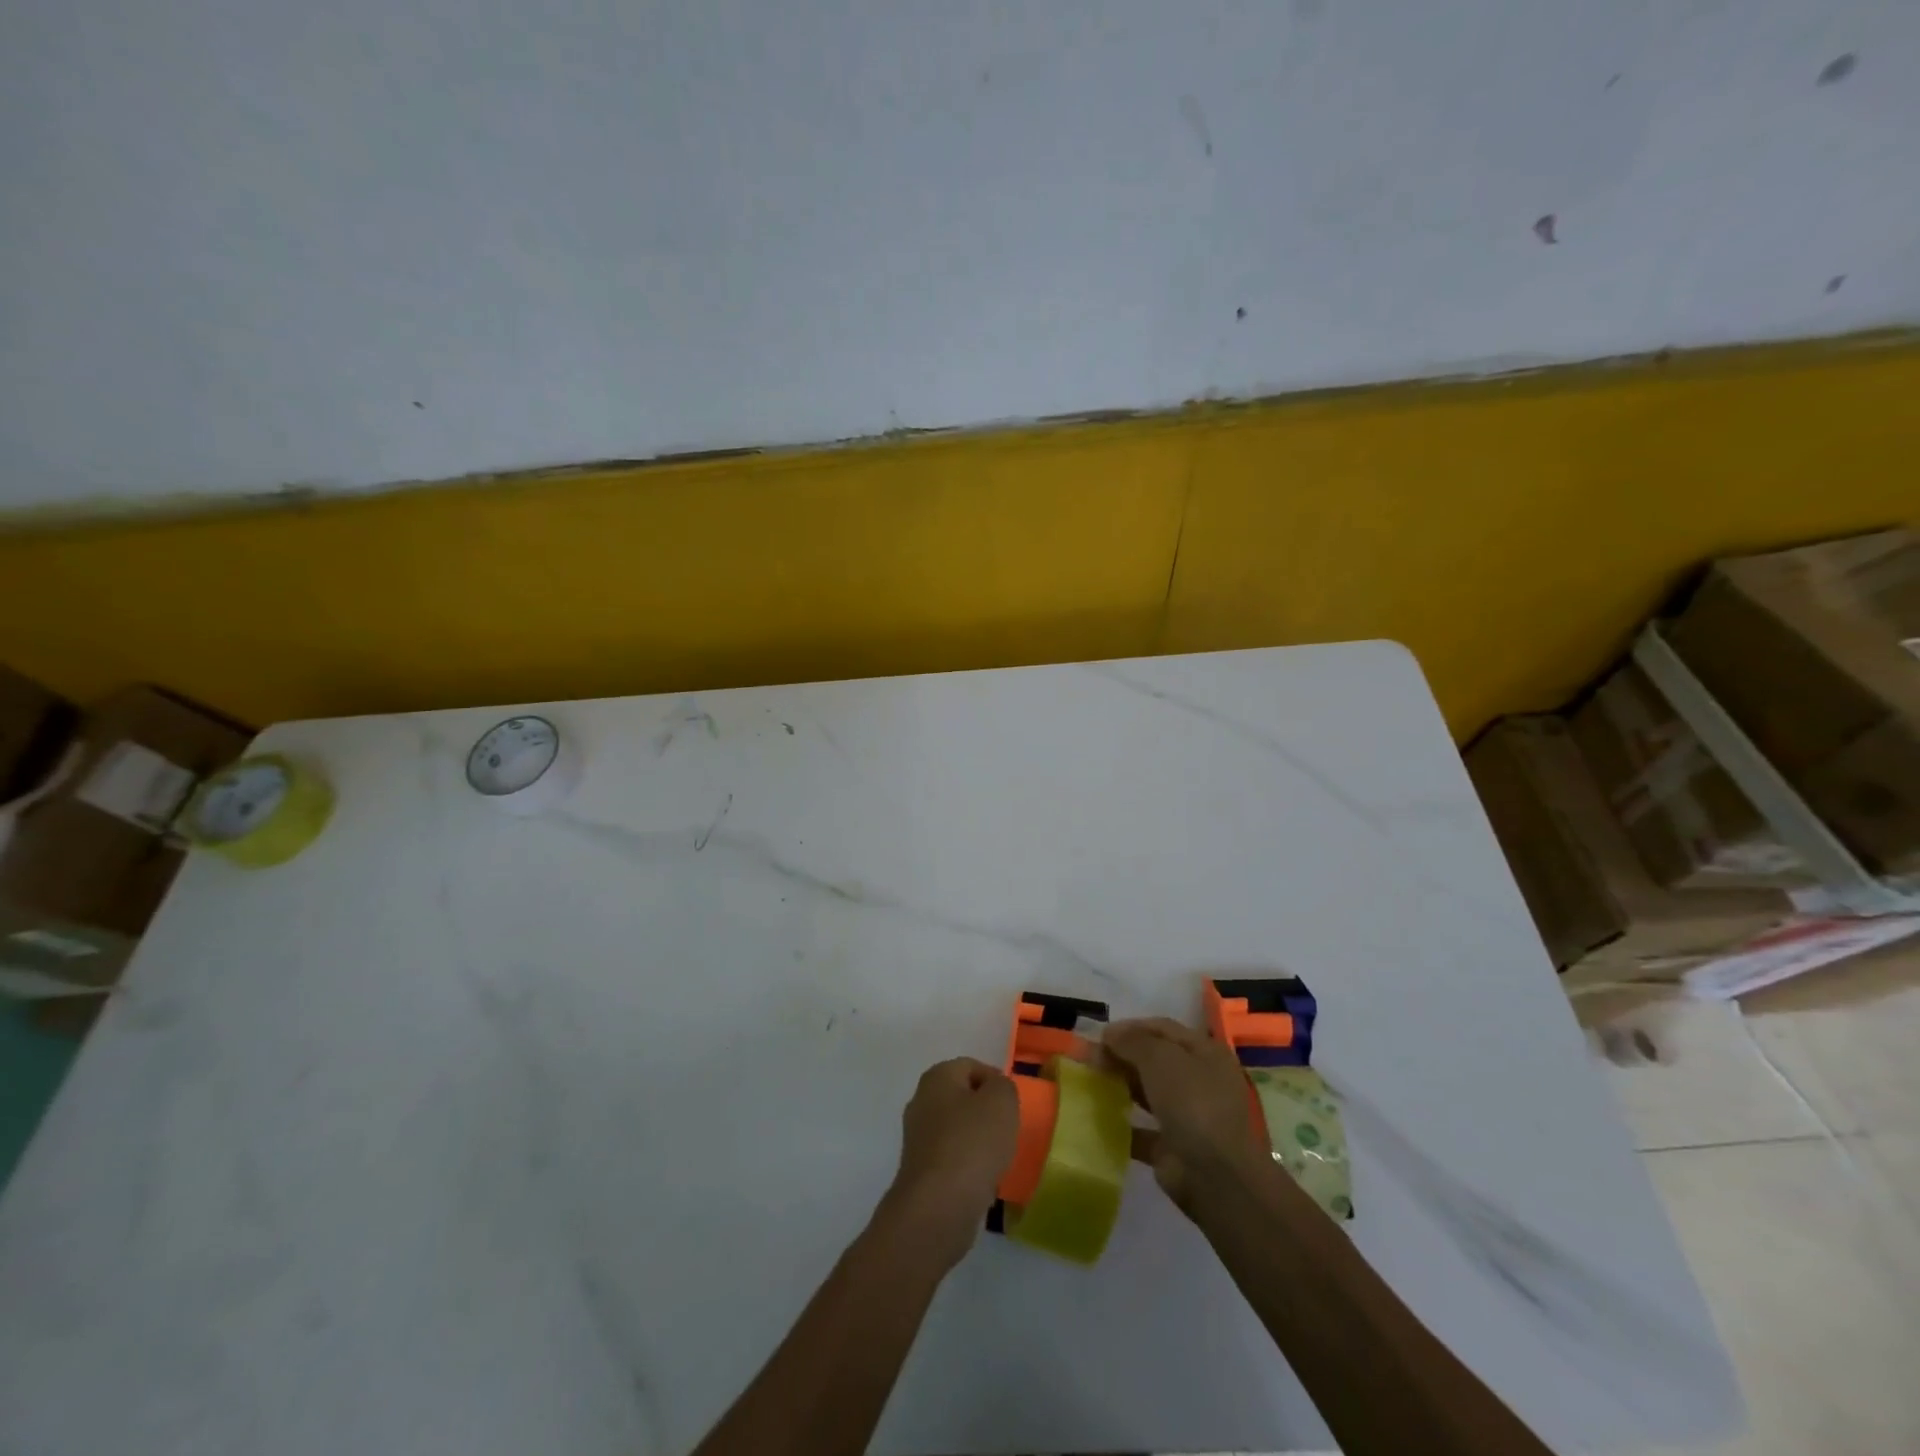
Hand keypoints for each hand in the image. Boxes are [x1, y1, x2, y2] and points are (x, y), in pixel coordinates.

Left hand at [879, 1057, 1018, 1267]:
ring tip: (997, 1157)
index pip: (971, 1066)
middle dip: (986, 1111)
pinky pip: (952, 1157)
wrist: (939, 1206)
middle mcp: (921, 1101)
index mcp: (937, 1077)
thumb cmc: (972, 1143)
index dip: (996, 1080)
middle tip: (1008, 1129)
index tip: (1013, 1105)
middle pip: (962, 1097)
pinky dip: (968, 1164)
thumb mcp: (1002, 1101)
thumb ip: (1003, 1085)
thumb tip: (994, 1090)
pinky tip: (982, 1180)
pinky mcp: (921, 1170)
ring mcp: (917, 1137)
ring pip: (957, 1129)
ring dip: (978, 1140)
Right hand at [1098, 1017, 1267, 1213]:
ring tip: (1088, 1083)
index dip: (1131, 1028)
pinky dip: (1121, 1125)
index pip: (1163, 1029)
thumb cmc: (1193, 1103)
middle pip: (1154, 1060)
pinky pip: (1142, 1130)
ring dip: (1120, 1087)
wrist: (1215, 1176)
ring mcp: (1188, 1116)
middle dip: (1121, 1056)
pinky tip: (1097, 1119)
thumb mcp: (1160, 1059)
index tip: (1099, 1035)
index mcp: (1205, 1053)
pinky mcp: (1173, 1148)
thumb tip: (1109, 1033)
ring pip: (1148, 1093)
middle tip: (1088, 1058)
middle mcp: (1200, 1081)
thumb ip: (1132, 1041)